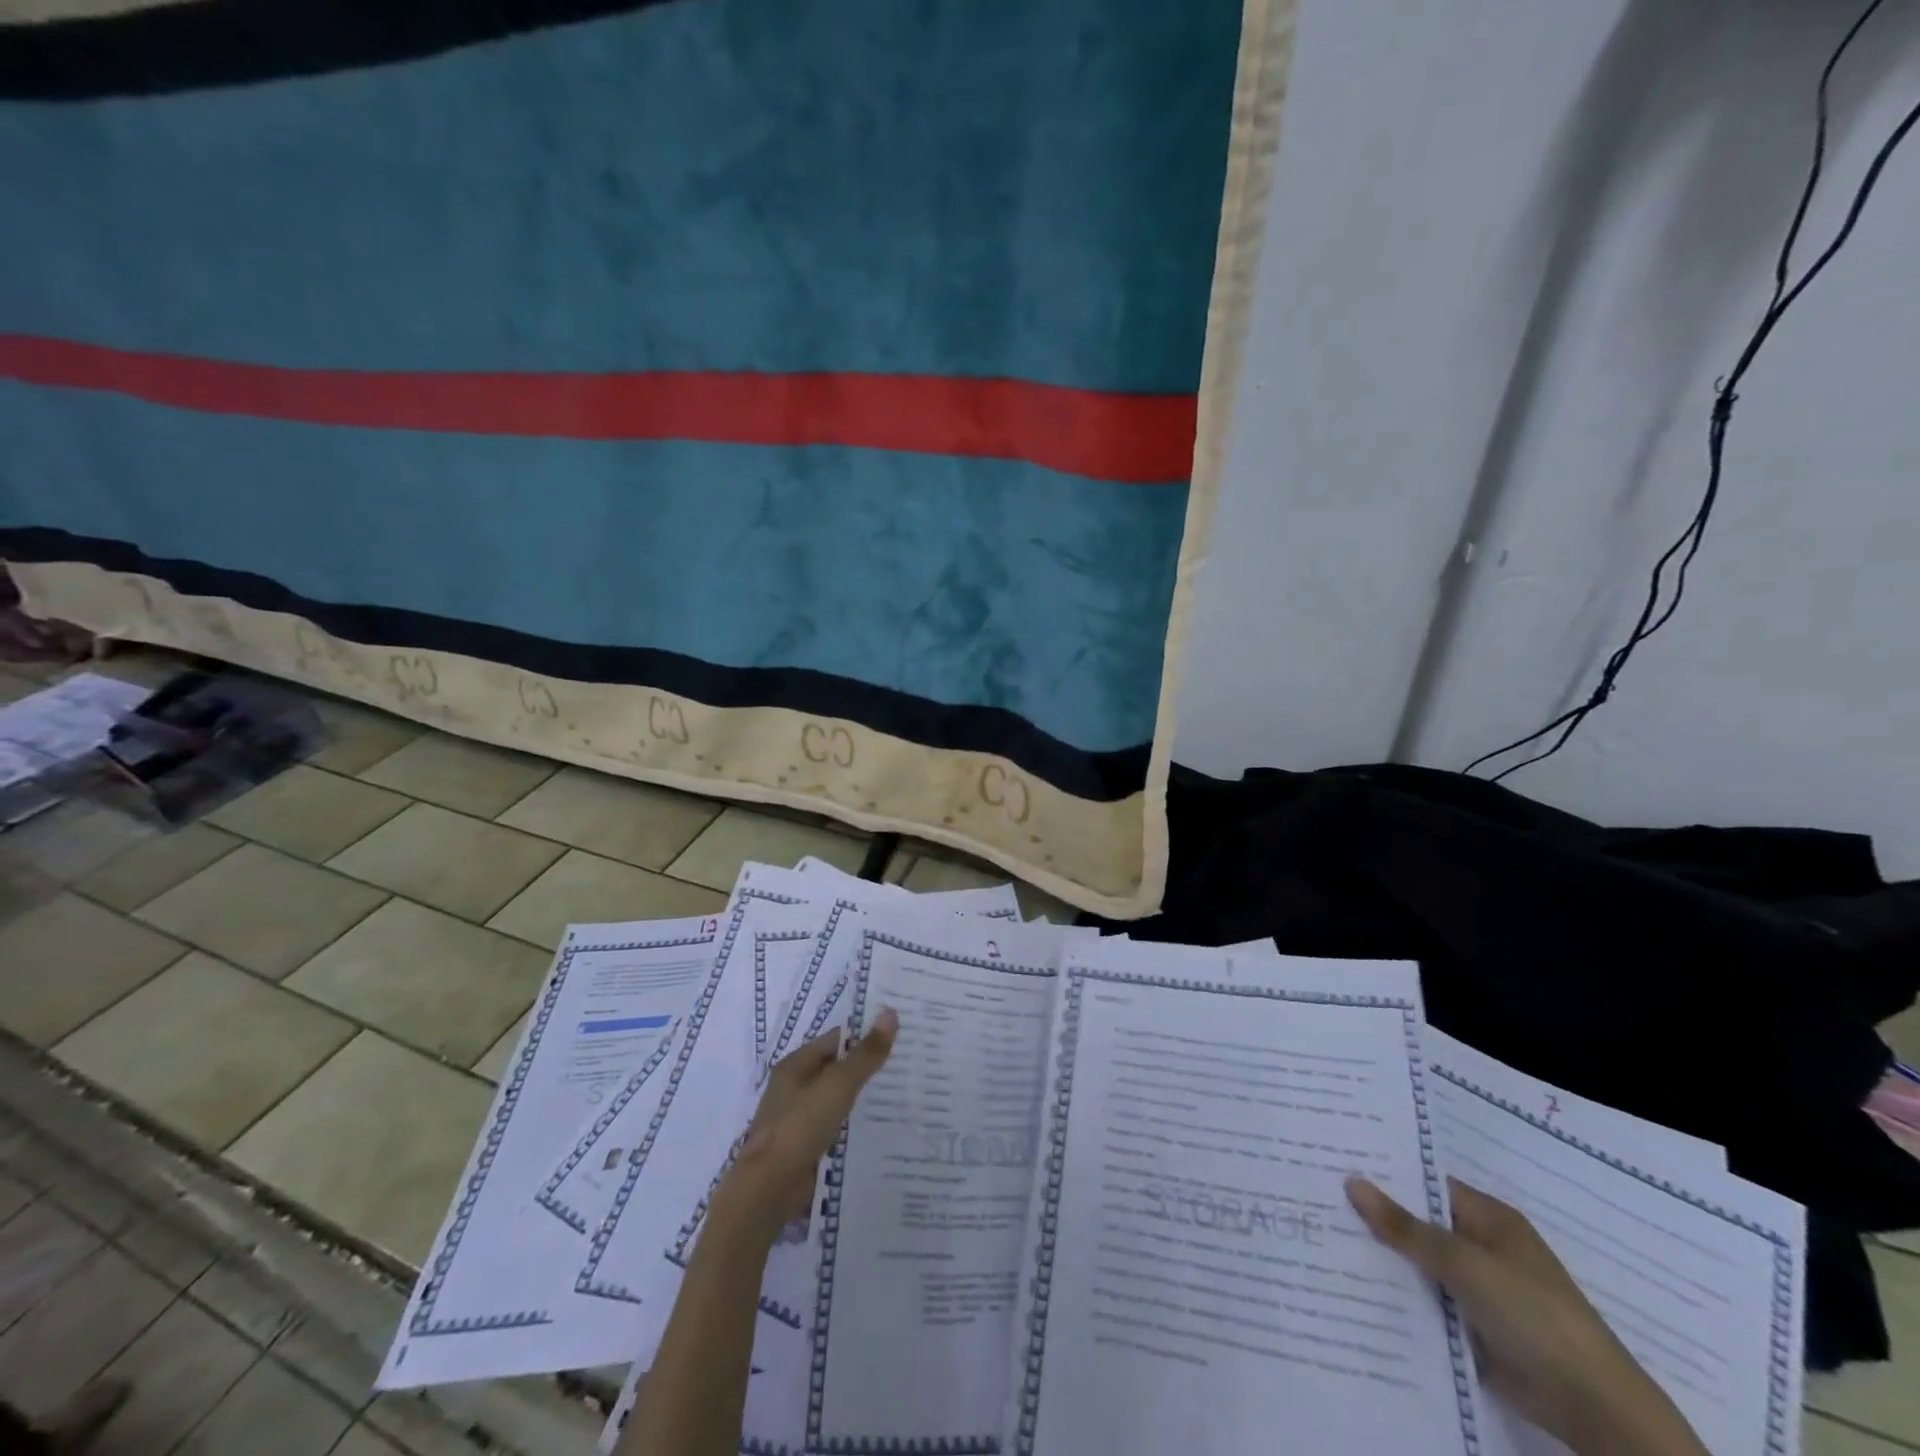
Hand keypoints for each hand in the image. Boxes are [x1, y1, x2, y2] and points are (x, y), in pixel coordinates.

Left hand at [707, 1010, 898, 1247]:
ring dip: (863, 1098)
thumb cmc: (801, 1125)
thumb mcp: (839, 1083)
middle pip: (838, 1068)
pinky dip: (855, 1125)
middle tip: (908, 1065)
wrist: (769, 1187)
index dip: (866, 1035)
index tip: (901, 1037)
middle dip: (868, 1067)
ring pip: (838, 1099)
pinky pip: (836, 1126)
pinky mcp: (805, 1145)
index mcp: (797, 1064)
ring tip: (902, 1095)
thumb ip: (866, 1052)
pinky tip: (881, 1128)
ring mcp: (799, 1117)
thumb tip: (890, 1012)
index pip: (838, 1039)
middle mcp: (795, 1086)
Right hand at [1346, 1177, 1706, 1455]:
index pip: (1426, 1183)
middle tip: (1316, 1197)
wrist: (1592, 1407)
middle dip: (1376, 1216)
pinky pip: (1426, 1301)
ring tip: (1321, 1236)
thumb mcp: (1464, 1264)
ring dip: (1384, 1259)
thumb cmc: (1533, 1315)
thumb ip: (1405, 1227)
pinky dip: (1398, 1296)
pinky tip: (1353, 1287)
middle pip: (1419, 1223)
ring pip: (1419, 1264)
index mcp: (1488, 1218)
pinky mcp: (1472, 1326)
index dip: (1385, 1174)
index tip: (1336, 1163)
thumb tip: (1352, 1181)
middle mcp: (1482, 1246)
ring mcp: (1478, 1289)